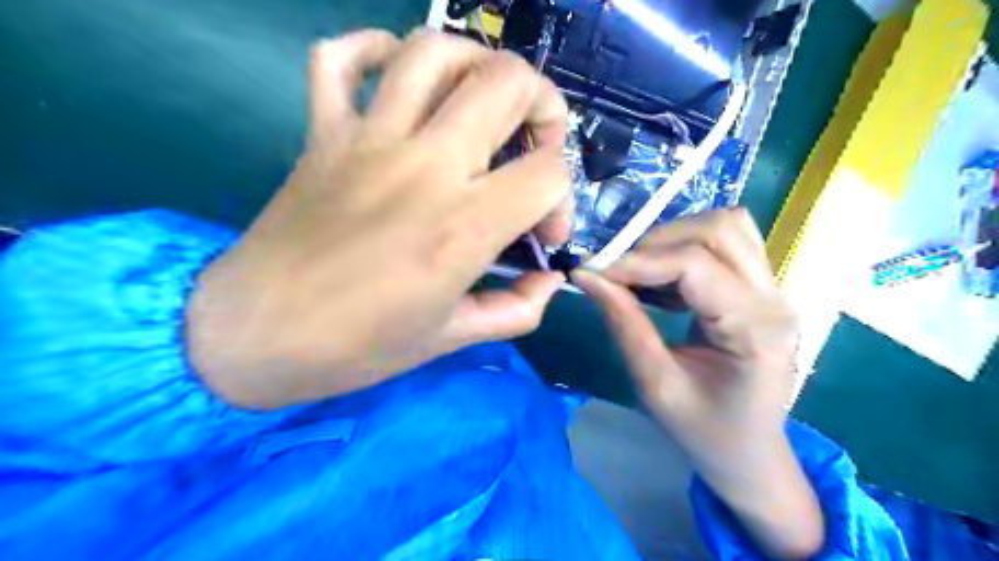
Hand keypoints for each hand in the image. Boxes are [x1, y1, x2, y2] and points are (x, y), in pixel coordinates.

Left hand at [187, 29, 573, 407]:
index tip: (542, 233)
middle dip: (543, 106)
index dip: (563, 200)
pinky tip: (397, 77)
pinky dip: (374, 49)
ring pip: (434, 52)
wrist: (256, 337)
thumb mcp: (452, 339)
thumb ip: (517, 309)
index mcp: (462, 227)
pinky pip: (340, 57)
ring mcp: (367, 140)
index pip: (548, 173)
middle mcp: (424, 167)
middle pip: (507, 82)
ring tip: (483, 102)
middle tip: (533, 145)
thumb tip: (550, 280)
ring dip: (476, 65)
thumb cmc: (358, 346)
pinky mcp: (323, 133)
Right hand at [574, 209, 823, 558]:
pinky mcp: (763, 290)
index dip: (637, 260)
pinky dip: (687, 250)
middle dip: (657, 242)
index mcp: (754, 330)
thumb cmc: (703, 431)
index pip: (694, 264)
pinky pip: (727, 244)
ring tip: (642, 275)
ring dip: (675, 240)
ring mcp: (774, 291)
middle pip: (719, 229)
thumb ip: (623, 323)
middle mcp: (774, 299)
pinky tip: (664, 284)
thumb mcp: (654, 384)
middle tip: (619, 273)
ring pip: (727, 227)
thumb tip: (587, 275)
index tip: (594, 270)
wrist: (750, 454)